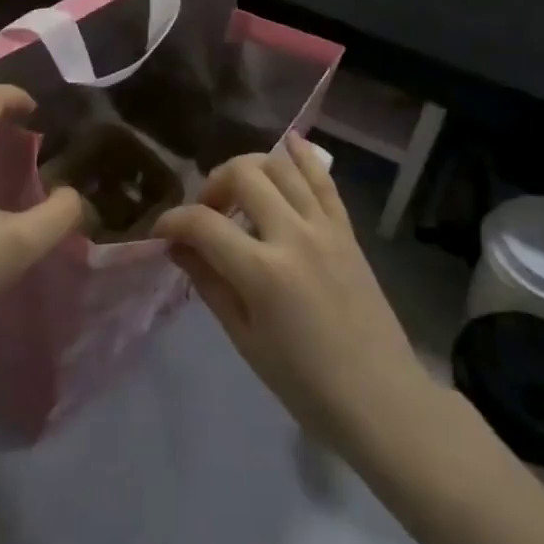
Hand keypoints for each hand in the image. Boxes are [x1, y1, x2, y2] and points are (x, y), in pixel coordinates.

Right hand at [154, 137, 432, 455]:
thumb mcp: (245, 339)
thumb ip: (209, 283)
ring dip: (250, 168)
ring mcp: (325, 227)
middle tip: (207, 212)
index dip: (173, 221)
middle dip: (213, 184)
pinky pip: (323, 178)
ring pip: (280, 165)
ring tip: (239, 192)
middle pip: (243, 174)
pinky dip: (302, 156)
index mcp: (262, 273)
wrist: (380, 399)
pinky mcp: (346, 229)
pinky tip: (287, 144)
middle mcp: (293, 235)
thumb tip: (177, 246)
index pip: (203, 224)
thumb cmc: (305, 383)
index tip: (162, 232)